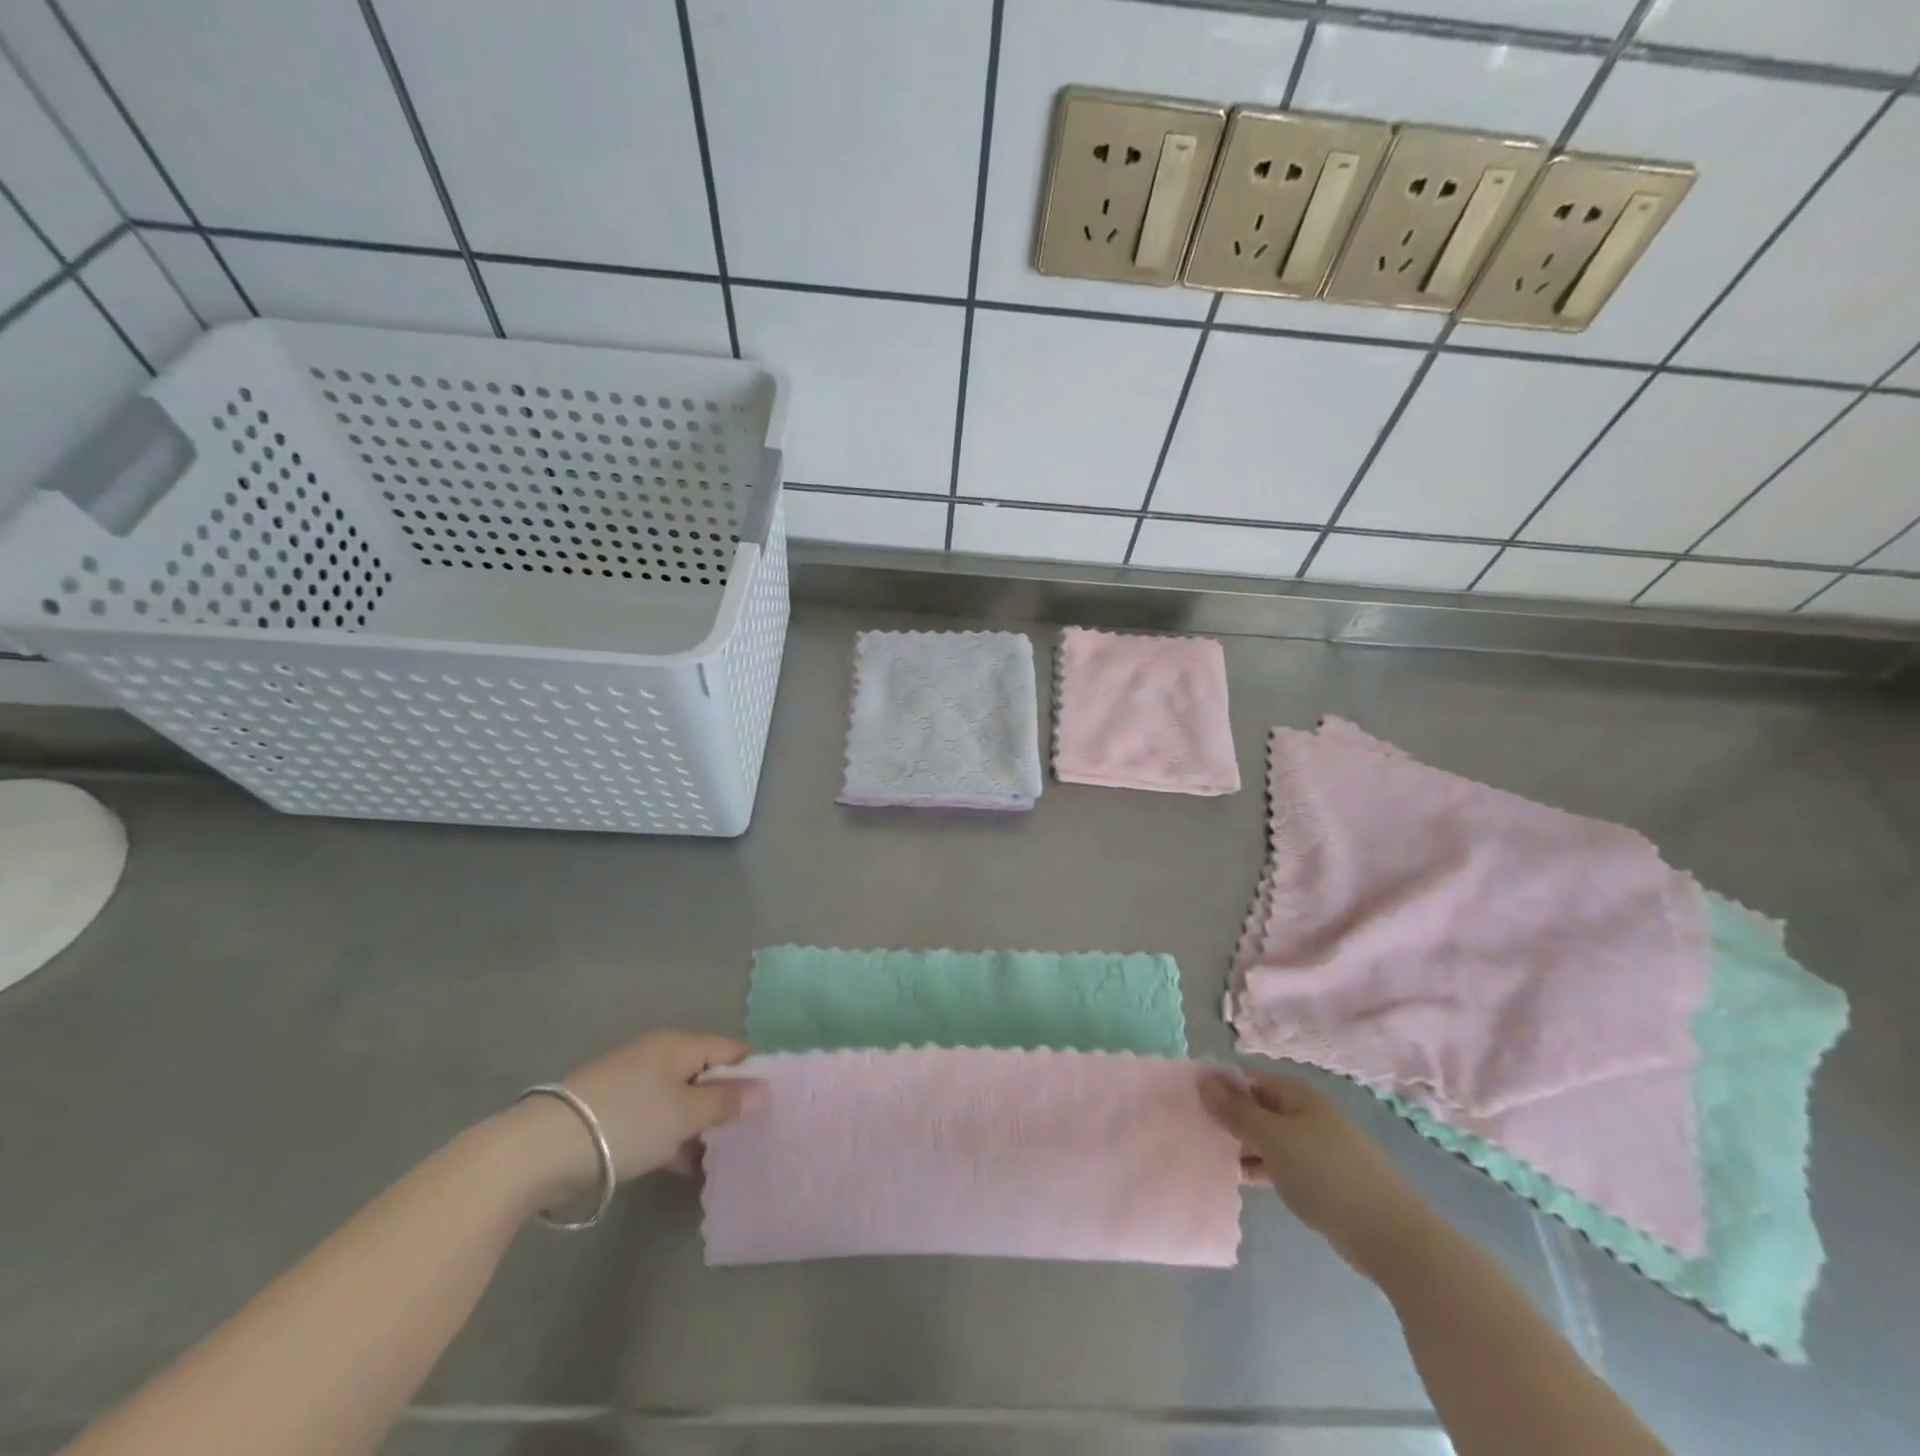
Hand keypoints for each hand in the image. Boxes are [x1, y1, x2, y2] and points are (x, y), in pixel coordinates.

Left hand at [499, 1030, 754, 1210]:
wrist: (542, 1148)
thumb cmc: (628, 1121)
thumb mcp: (685, 1114)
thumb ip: (726, 1103)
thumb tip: (763, 1091)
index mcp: (679, 1044)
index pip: (731, 1048)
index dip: (753, 1072)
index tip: (771, 1103)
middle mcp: (658, 1055)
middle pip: (705, 1074)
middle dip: (726, 1103)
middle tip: (748, 1135)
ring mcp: (633, 1083)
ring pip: (681, 1099)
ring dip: (700, 1126)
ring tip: (721, 1158)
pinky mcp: (613, 1111)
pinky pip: (657, 1118)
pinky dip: (673, 1138)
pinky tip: (685, 1167)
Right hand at [1201, 1069, 1433, 1277]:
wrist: (1391, 1236)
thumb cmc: (1326, 1175)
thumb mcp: (1273, 1139)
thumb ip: (1236, 1111)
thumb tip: (1203, 1080)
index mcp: (1296, 1093)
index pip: (1246, 1077)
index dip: (1218, 1086)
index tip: (1187, 1102)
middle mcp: (1305, 1111)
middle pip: (1256, 1105)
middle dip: (1227, 1116)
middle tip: (1193, 1131)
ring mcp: (1315, 1145)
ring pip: (1267, 1135)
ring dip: (1241, 1144)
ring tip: (1208, 1155)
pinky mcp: (1321, 1176)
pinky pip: (1280, 1161)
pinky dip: (1260, 1165)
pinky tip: (1239, 1179)